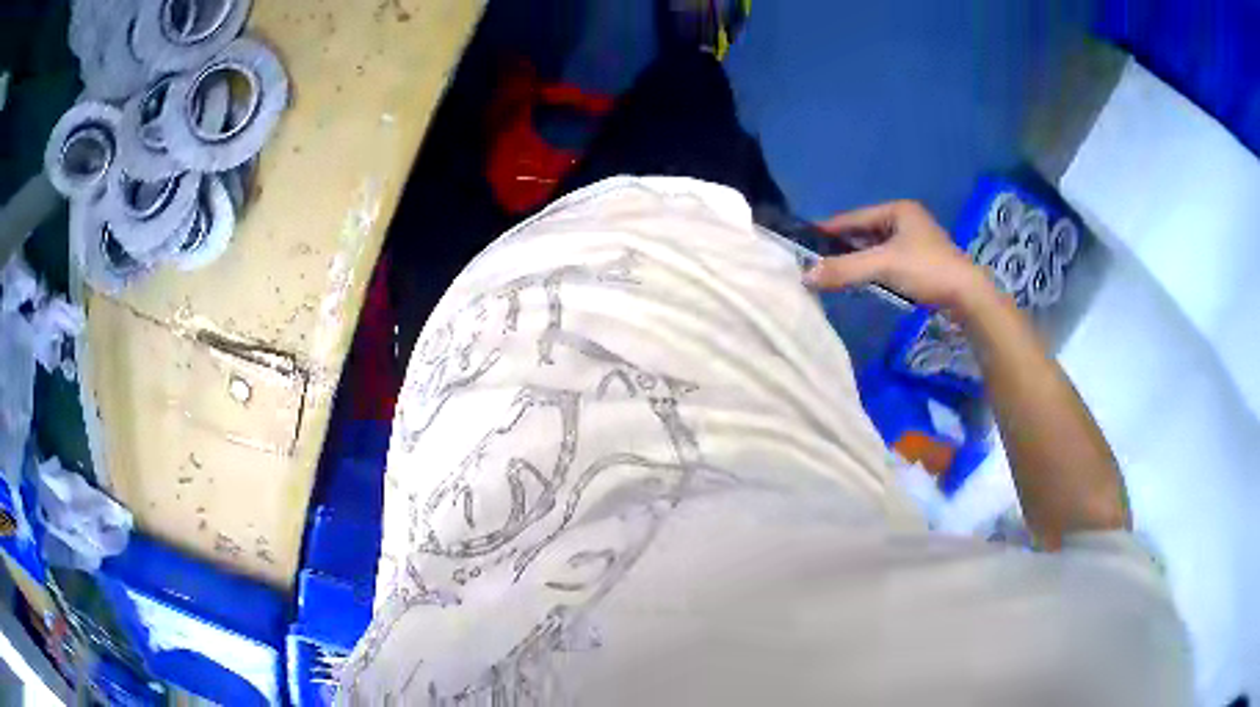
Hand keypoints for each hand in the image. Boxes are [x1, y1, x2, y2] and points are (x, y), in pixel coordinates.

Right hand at [805, 200, 995, 312]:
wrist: (967, 295)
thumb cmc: (926, 269)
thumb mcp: (883, 266)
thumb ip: (844, 269)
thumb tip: (805, 276)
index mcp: (897, 210)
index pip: (854, 217)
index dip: (829, 228)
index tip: (805, 240)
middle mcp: (906, 220)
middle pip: (864, 232)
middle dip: (842, 246)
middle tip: (816, 260)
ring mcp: (915, 242)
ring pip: (876, 248)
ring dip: (857, 260)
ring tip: (832, 271)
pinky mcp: (920, 262)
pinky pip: (887, 261)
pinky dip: (872, 269)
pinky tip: (859, 280)